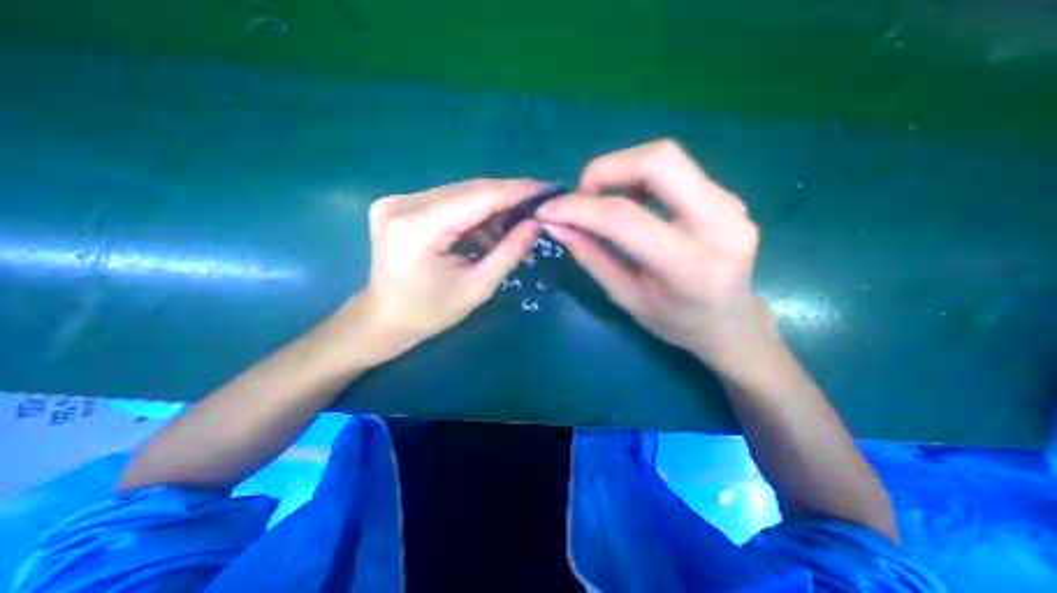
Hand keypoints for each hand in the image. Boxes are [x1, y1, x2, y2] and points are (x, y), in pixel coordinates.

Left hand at [351, 179, 544, 358]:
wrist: (383, 319)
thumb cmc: (429, 313)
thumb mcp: (477, 288)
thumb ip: (509, 252)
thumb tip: (537, 223)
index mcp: (418, 229)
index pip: (479, 197)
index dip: (517, 191)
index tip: (548, 189)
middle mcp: (403, 204)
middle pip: (469, 190)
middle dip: (508, 198)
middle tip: (538, 207)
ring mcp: (397, 201)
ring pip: (461, 193)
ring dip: (492, 208)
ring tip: (515, 226)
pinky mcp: (400, 204)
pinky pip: (449, 201)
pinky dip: (473, 213)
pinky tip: (488, 232)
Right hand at [540, 140, 773, 369]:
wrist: (730, 323)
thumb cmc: (675, 322)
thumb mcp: (626, 298)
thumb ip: (591, 257)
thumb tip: (556, 225)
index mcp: (690, 267)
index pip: (625, 218)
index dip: (579, 208)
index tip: (547, 209)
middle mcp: (721, 225)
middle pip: (659, 161)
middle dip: (605, 169)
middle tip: (582, 195)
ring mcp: (731, 205)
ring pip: (668, 157)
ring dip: (622, 170)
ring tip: (603, 200)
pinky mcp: (729, 197)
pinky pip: (677, 170)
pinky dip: (641, 177)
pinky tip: (631, 201)